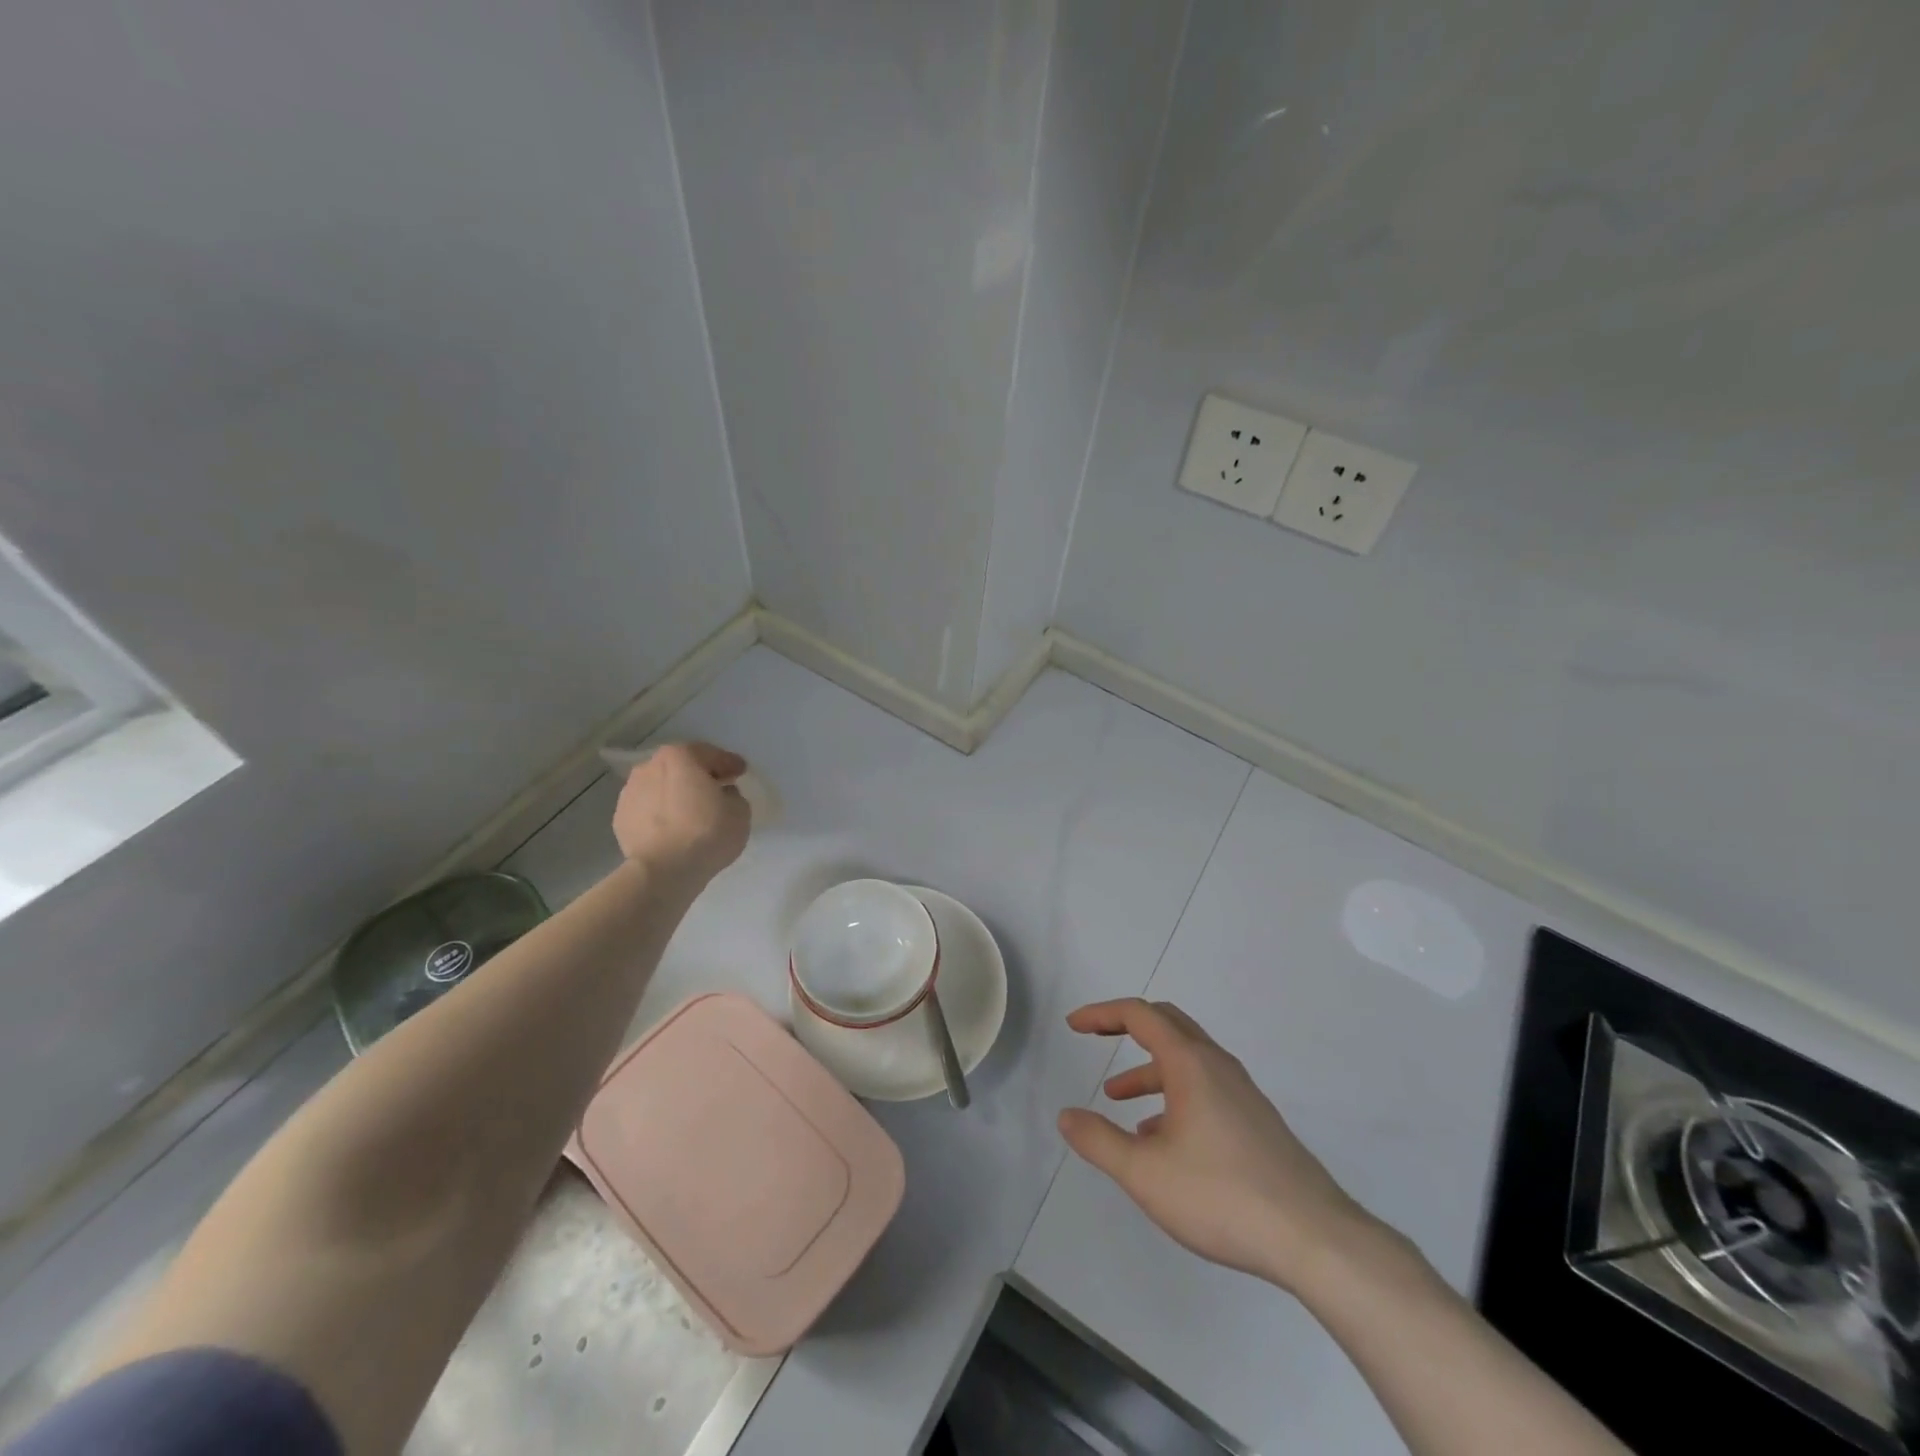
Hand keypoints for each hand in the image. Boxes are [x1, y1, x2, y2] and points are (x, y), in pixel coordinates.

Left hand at [611, 742, 750, 884]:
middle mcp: (650, 766)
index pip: (711, 755)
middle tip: (716, 790)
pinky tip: (672, 828)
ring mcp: (630, 792)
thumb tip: (720, 795)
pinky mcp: (620, 818)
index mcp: (680, 756)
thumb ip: (732, 795)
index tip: (740, 772)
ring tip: (690, 812)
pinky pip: (648, 809)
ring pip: (661, 787)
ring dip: (676, 794)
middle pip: (681, 767)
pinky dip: (660, 813)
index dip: (729, 763)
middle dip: (698, 775)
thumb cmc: (707, 833)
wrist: (663, 871)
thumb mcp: (740, 811)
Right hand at [1058, 998, 1376, 1291]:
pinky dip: (1174, 1094)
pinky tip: (1162, 1139)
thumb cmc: (1221, 1196)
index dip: (1102, 1014)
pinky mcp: (1256, 1121)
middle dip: (1127, 1026)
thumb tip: (1066, 1116)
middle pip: (1167, 1023)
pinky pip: (1205, 1088)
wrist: (1314, 1239)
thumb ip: (1099, 1140)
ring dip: (1148, 1068)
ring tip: (1118, 1099)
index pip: (1139, 1015)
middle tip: (1096, 1037)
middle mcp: (1217, 1065)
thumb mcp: (1145, 1173)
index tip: (1074, 1025)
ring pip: (1186, 1060)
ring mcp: (1242, 1092)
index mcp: (1190, 1063)